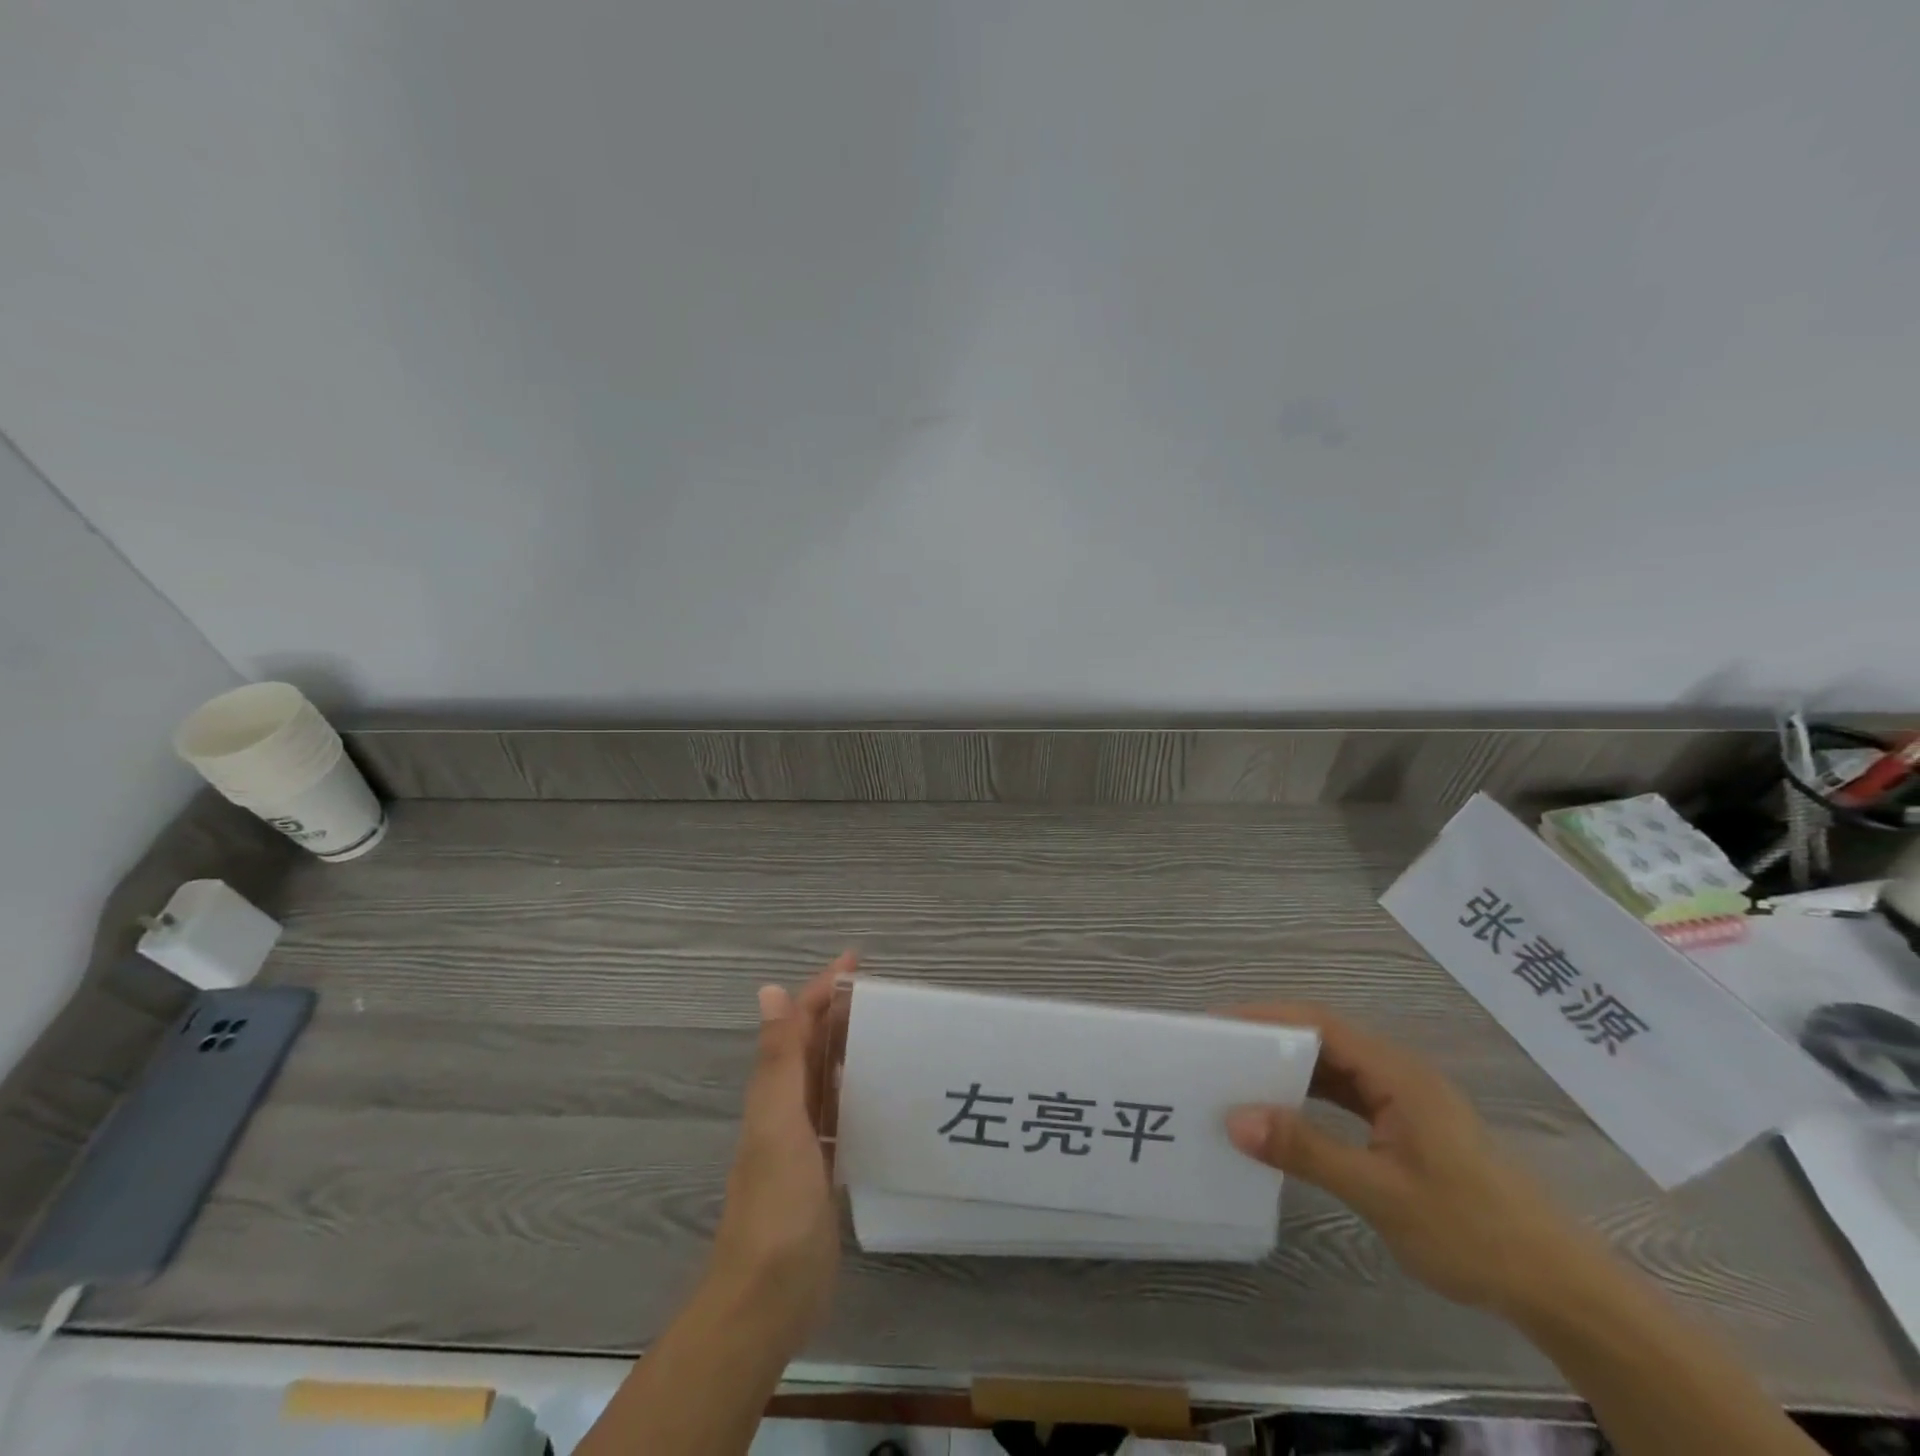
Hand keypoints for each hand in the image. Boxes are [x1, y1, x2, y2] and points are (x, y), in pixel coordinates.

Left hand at [704, 952, 852, 1343]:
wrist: (769, 1295)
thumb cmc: (776, 1203)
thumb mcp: (778, 1123)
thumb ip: (777, 1058)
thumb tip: (769, 990)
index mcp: (775, 1091)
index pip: (797, 1024)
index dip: (822, 990)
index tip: (856, 963)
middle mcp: (786, 1108)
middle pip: (813, 1047)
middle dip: (838, 1012)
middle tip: (883, 993)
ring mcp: (804, 1141)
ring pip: (828, 1078)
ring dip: (849, 1048)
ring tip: (888, 1029)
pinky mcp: (823, 1170)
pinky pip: (841, 1115)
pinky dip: (857, 1093)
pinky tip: (881, 1092)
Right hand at [1223, 1002, 1585, 1314]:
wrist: (1556, 1286)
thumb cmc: (1470, 1230)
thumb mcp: (1380, 1192)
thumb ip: (1307, 1150)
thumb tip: (1236, 1119)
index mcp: (1397, 1073)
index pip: (1320, 1023)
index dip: (1266, 1017)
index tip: (1219, 1024)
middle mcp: (1399, 1073)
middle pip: (1324, 1037)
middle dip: (1269, 1037)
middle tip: (1218, 1050)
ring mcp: (1404, 1098)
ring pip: (1334, 1065)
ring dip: (1288, 1066)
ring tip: (1238, 1076)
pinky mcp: (1406, 1123)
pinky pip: (1346, 1093)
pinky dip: (1310, 1093)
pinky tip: (1284, 1111)